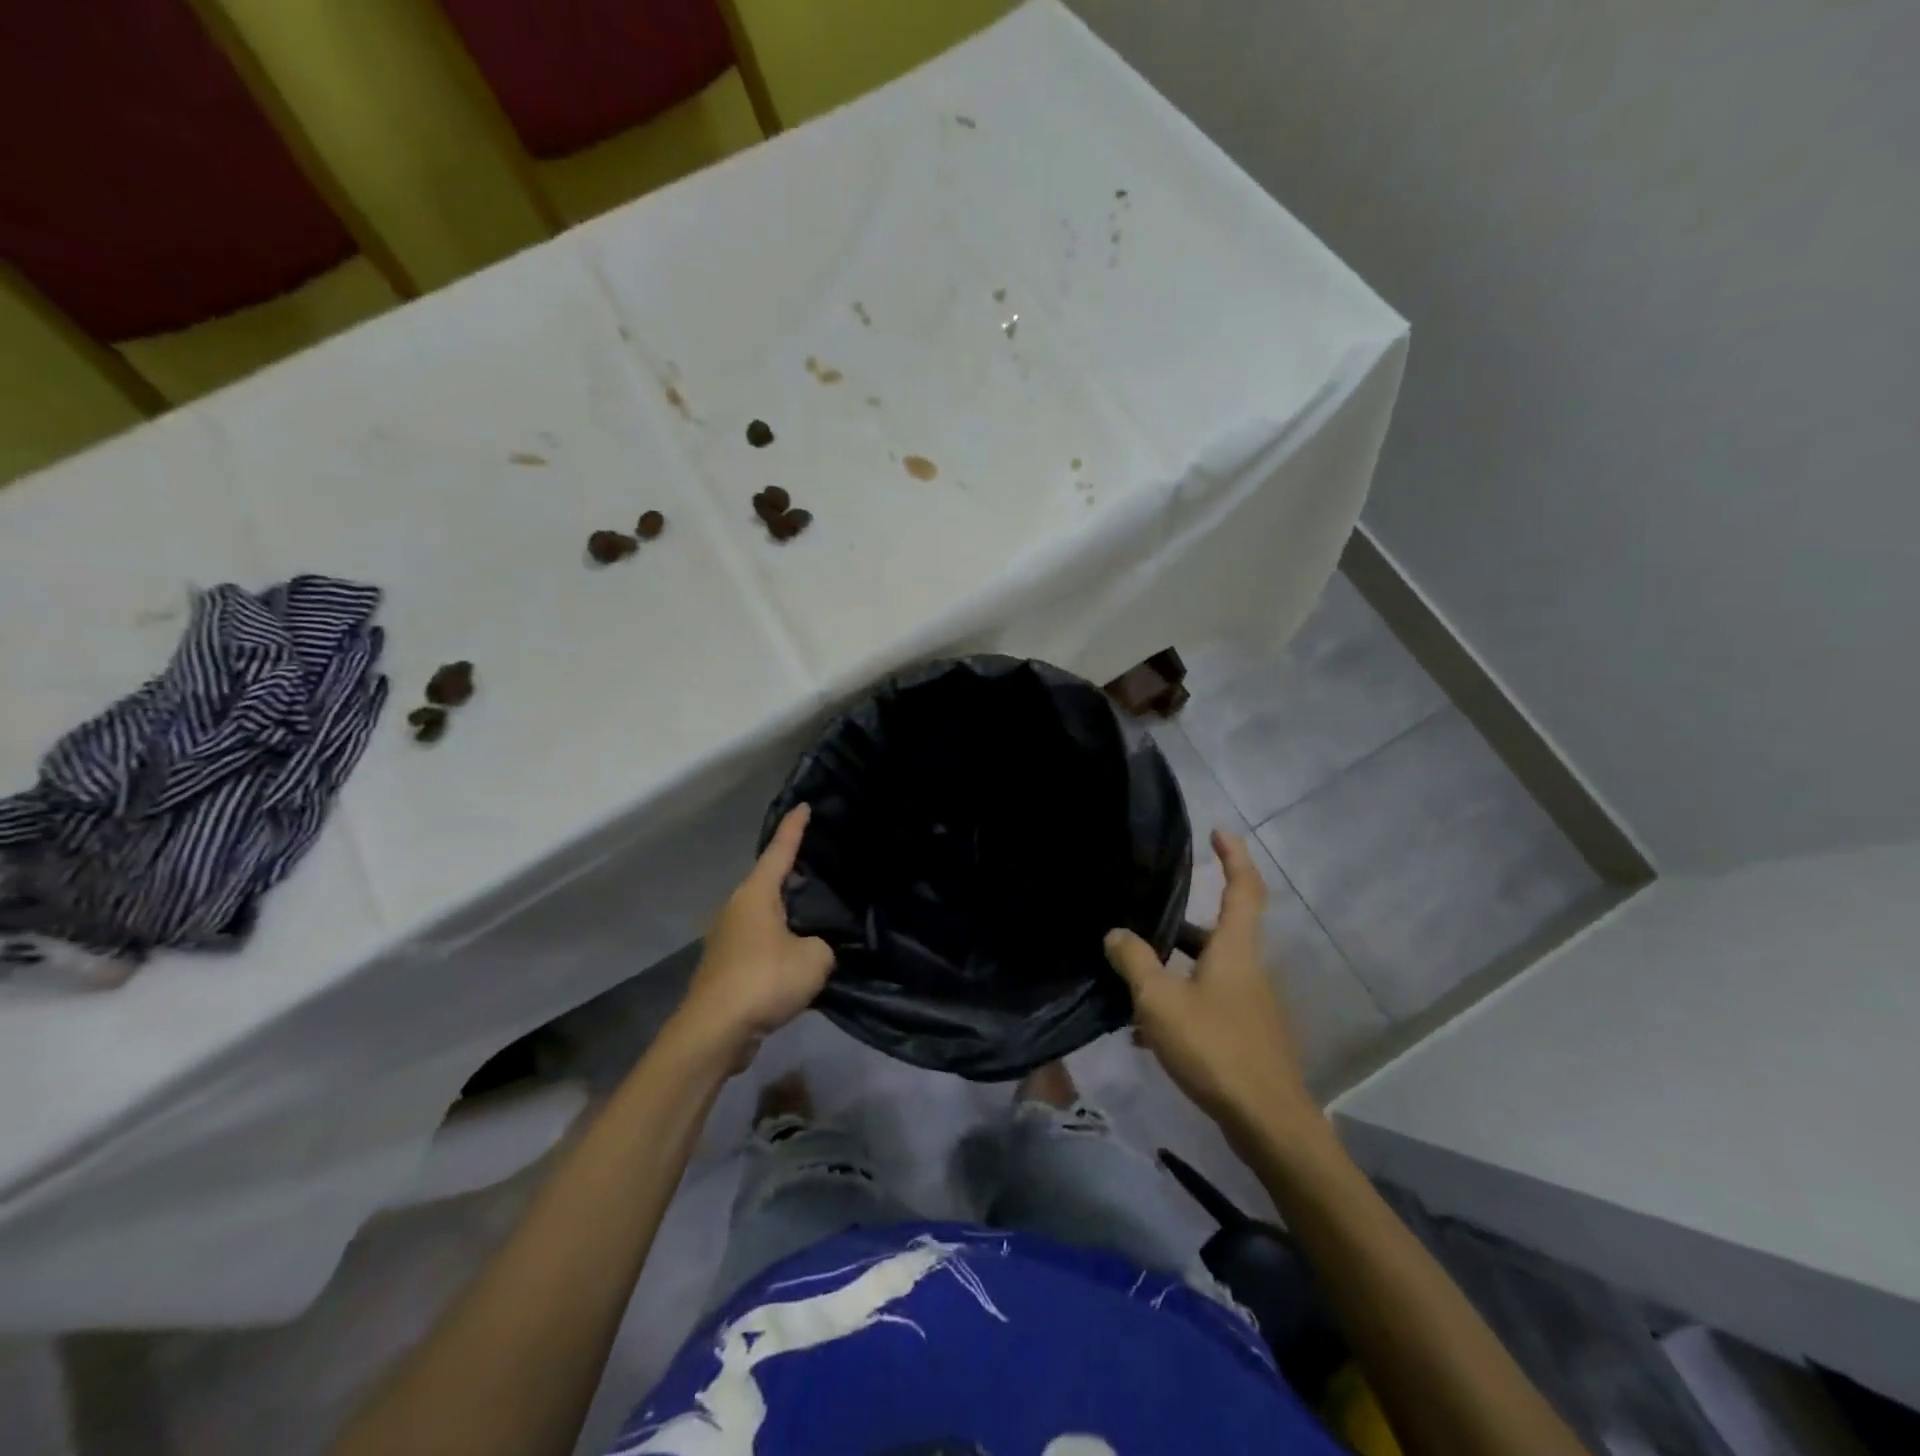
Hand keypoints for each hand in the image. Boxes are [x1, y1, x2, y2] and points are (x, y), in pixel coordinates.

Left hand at [674, 805, 834, 1061]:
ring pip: (764, 916)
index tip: (804, 805)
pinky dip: (779, 943)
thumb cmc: (764, 980)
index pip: (780, 850)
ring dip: (786, 915)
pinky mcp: (725, 967)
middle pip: (769, 882)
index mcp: (756, 894)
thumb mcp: (814, 959)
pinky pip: (760, 943)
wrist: (714, 1032)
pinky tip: (797, 958)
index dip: (794, 828)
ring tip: (815, 916)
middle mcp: (737, 908)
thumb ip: (822, 946)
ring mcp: (726, 938)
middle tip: (820, 866)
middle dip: (792, 874)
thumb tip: (813, 949)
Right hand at [1104, 830, 1317, 1145]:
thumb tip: (1115, 932)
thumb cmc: (1215, 1048)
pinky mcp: (1244, 1035)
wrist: (1267, 1122)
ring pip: (1206, 971)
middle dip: (1180, 924)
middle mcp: (1247, 969)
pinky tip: (1145, 1033)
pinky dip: (1179, 1004)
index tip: (1218, 832)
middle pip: (1217, 932)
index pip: (1243, 888)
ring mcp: (1249, 1004)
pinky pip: (1206, 1003)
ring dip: (1172, 970)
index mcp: (1235, 949)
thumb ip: (1134, 961)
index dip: (1234, 856)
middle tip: (1143, 919)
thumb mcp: (1160, 1000)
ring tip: (1130, 980)